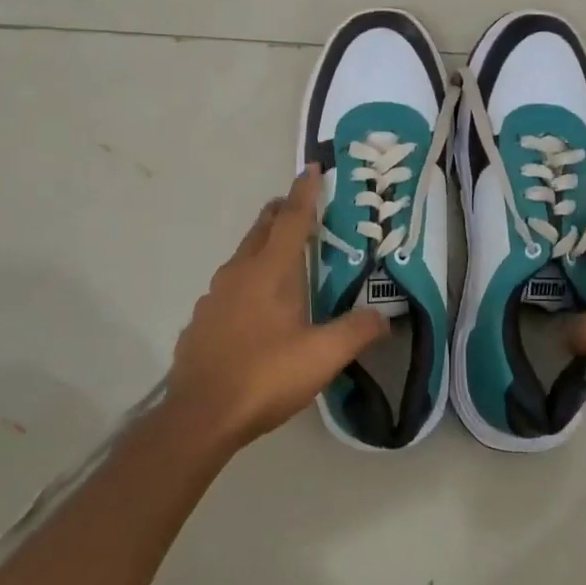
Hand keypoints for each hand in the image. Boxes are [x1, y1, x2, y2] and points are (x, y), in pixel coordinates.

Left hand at [166, 165, 388, 446]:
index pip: (292, 219)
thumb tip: (385, 317)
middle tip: (300, 206)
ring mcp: (214, 296)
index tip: (313, 168)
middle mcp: (239, 273)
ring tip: (282, 254)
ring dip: (263, 244)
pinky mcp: (202, 319)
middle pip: (262, 230)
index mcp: (270, 271)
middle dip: (281, 212)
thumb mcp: (323, 356)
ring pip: (242, 256)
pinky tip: (256, 305)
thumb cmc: (265, 376)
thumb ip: (358, 331)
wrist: (200, 416)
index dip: (305, 192)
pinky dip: (248, 278)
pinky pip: (230, 285)